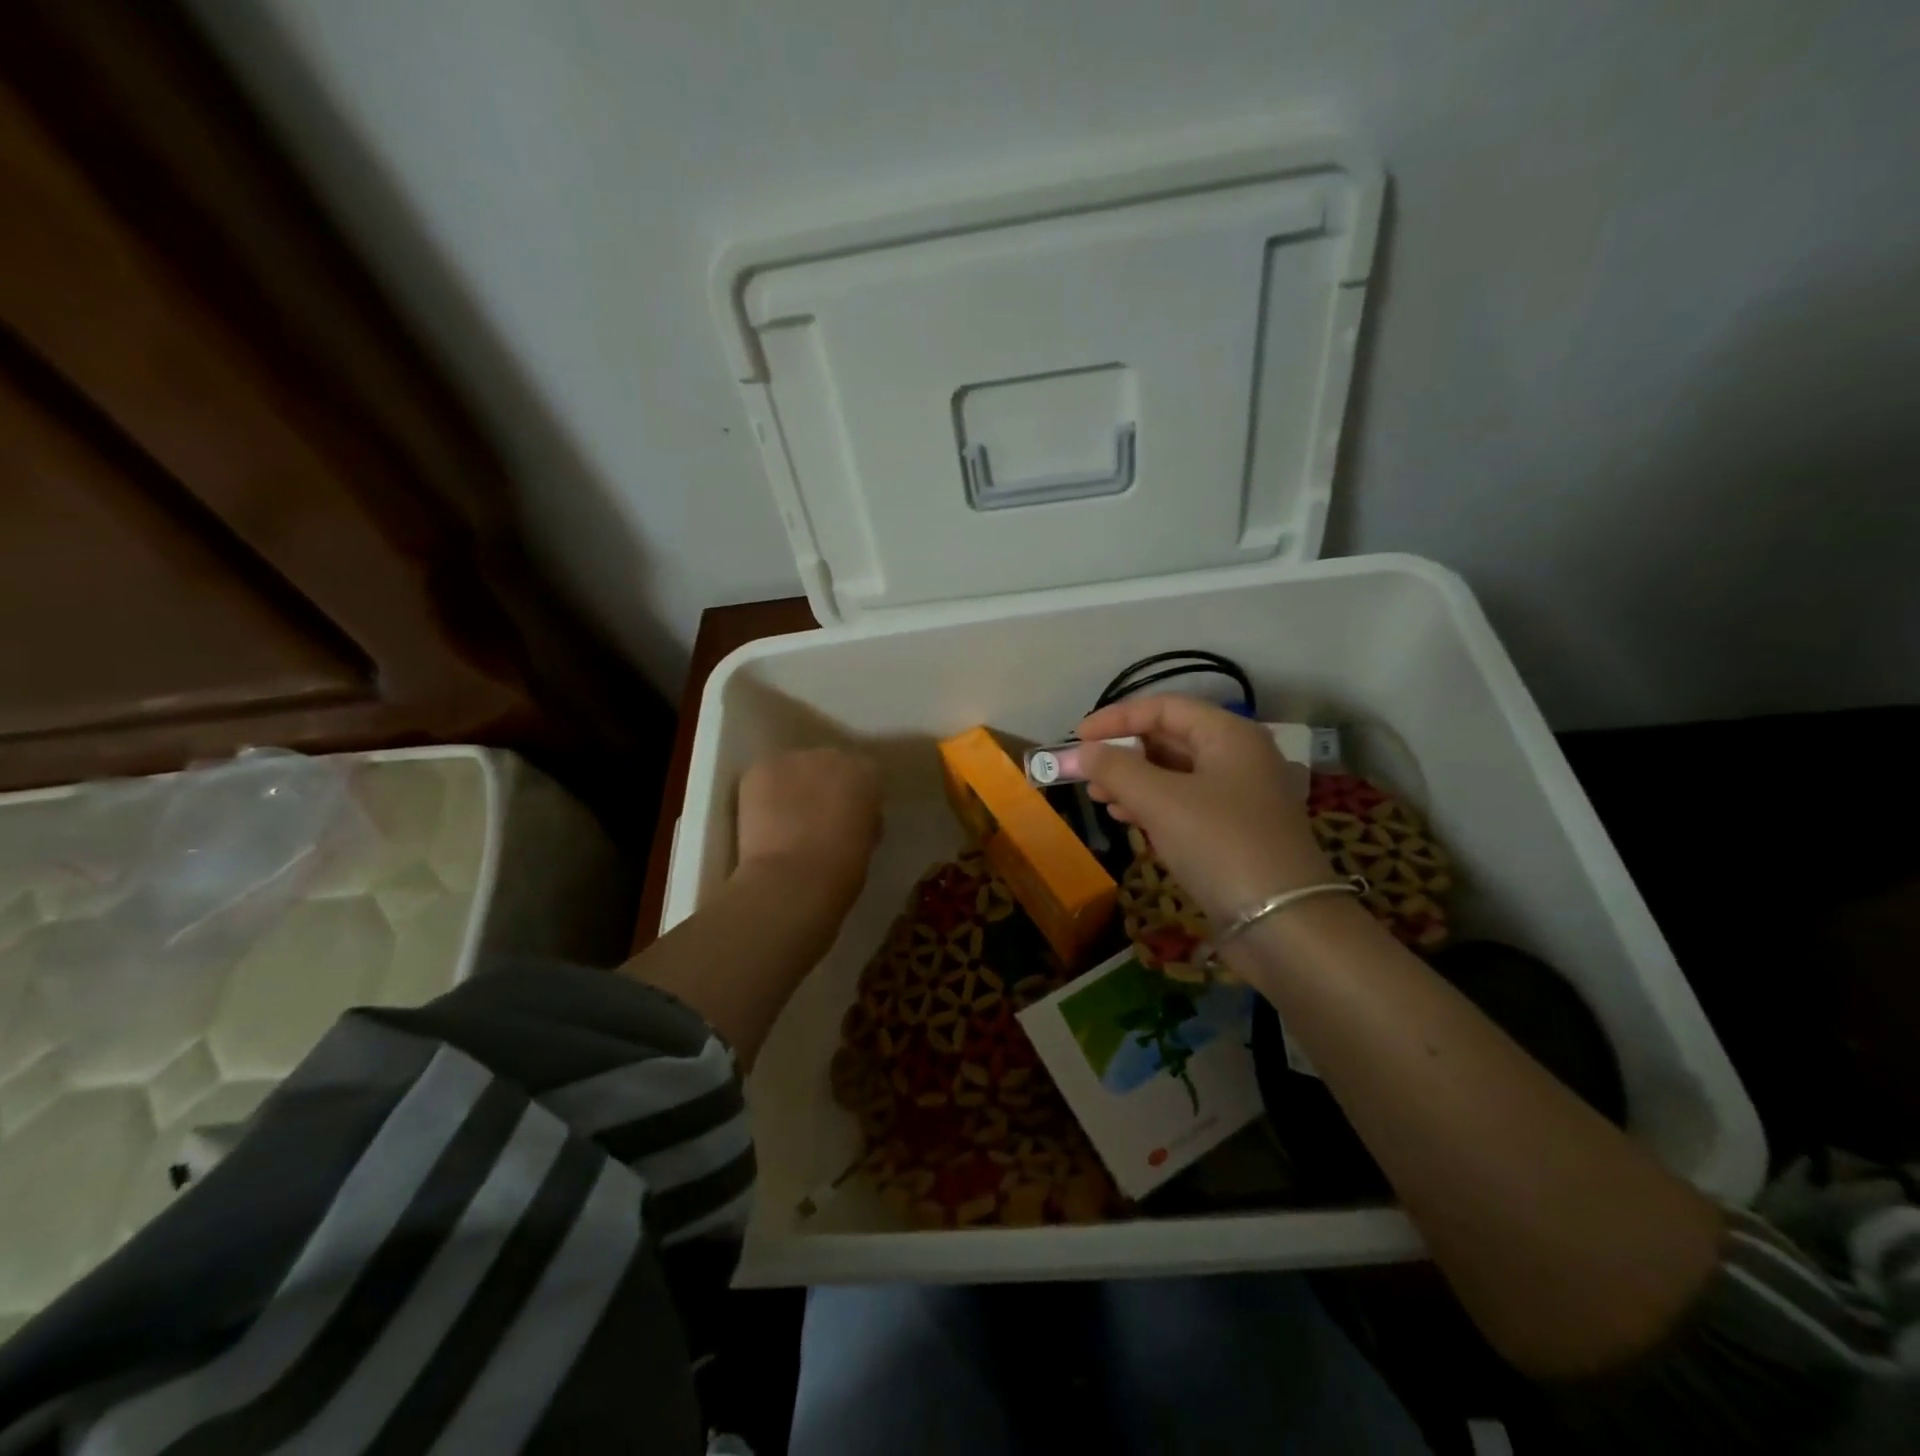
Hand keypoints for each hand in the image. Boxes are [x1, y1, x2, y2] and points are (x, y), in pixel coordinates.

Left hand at [735, 748, 881, 915]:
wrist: (794, 878)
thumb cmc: (842, 869)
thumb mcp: (867, 841)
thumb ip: (861, 818)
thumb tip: (849, 817)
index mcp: (867, 773)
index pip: (863, 776)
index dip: (853, 797)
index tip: (847, 818)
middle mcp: (833, 755)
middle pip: (827, 765)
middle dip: (822, 786)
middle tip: (814, 818)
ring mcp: (794, 759)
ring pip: (794, 770)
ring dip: (792, 788)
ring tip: (784, 820)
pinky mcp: (762, 768)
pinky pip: (766, 777)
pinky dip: (764, 794)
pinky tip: (763, 820)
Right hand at [1077, 696, 1332, 923]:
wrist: (1283, 923)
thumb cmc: (1220, 845)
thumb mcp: (1161, 801)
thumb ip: (1116, 769)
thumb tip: (1084, 752)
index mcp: (1230, 735)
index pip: (1165, 707)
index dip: (1118, 717)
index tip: (1079, 737)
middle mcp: (1239, 757)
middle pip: (1171, 738)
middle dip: (1124, 751)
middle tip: (1086, 771)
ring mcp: (1240, 797)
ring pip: (1175, 774)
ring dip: (1133, 780)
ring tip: (1098, 797)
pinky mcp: (1234, 832)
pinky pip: (1184, 804)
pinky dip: (1152, 806)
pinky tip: (1125, 818)